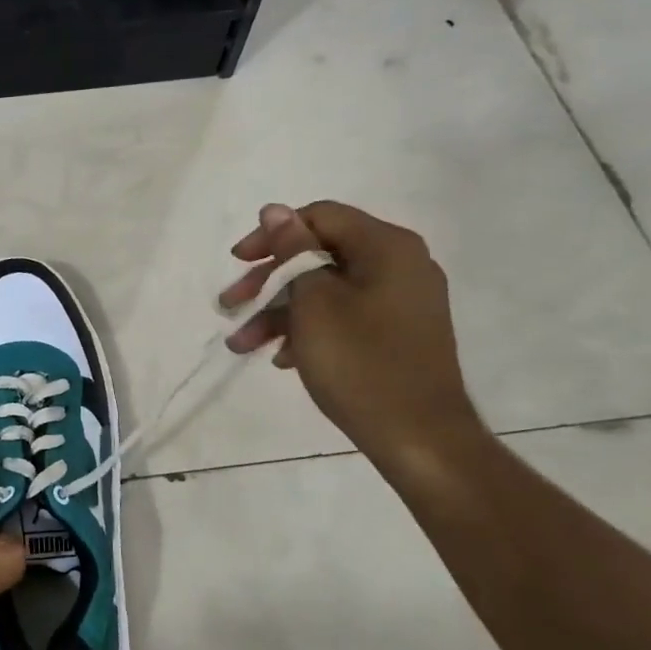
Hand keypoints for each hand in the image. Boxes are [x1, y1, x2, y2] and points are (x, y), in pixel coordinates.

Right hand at [220, 201, 485, 470]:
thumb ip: (293, 251)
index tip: (237, 263)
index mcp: (387, 247)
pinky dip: (309, 330)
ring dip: (280, 313)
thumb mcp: (315, 302)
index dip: (272, 235)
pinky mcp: (398, 333)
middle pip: (320, 255)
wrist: (420, 439)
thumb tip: (275, 210)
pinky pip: (345, 316)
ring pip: (327, 291)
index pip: (319, 217)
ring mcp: (401, 301)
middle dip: (269, 281)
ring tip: (242, 345)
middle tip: (230, 305)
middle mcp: (400, 265)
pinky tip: (282, 359)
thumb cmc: (361, 364)